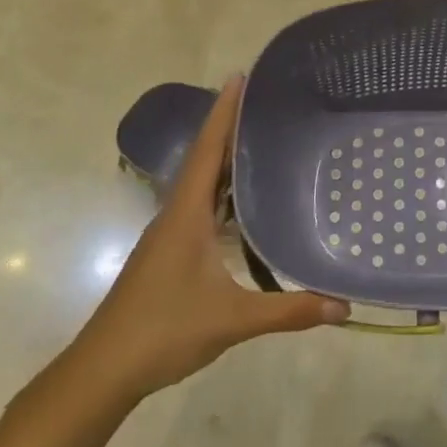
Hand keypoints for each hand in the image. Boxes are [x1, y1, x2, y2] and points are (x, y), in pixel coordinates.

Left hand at [70, 77, 348, 402]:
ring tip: (260, 143)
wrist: (102, 370)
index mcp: (186, 215)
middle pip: (205, 159)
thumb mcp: (232, 320)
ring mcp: (168, 236)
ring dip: (224, 160)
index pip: (208, 151)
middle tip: (265, 103)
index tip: (239, 76)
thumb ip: (288, 311)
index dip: (224, 112)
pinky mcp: (167, 254)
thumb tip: (344, 307)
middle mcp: (175, 216)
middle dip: (230, 128)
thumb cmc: (163, 331)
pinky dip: (220, 192)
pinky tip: (241, 205)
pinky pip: (198, 207)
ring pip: (200, 185)